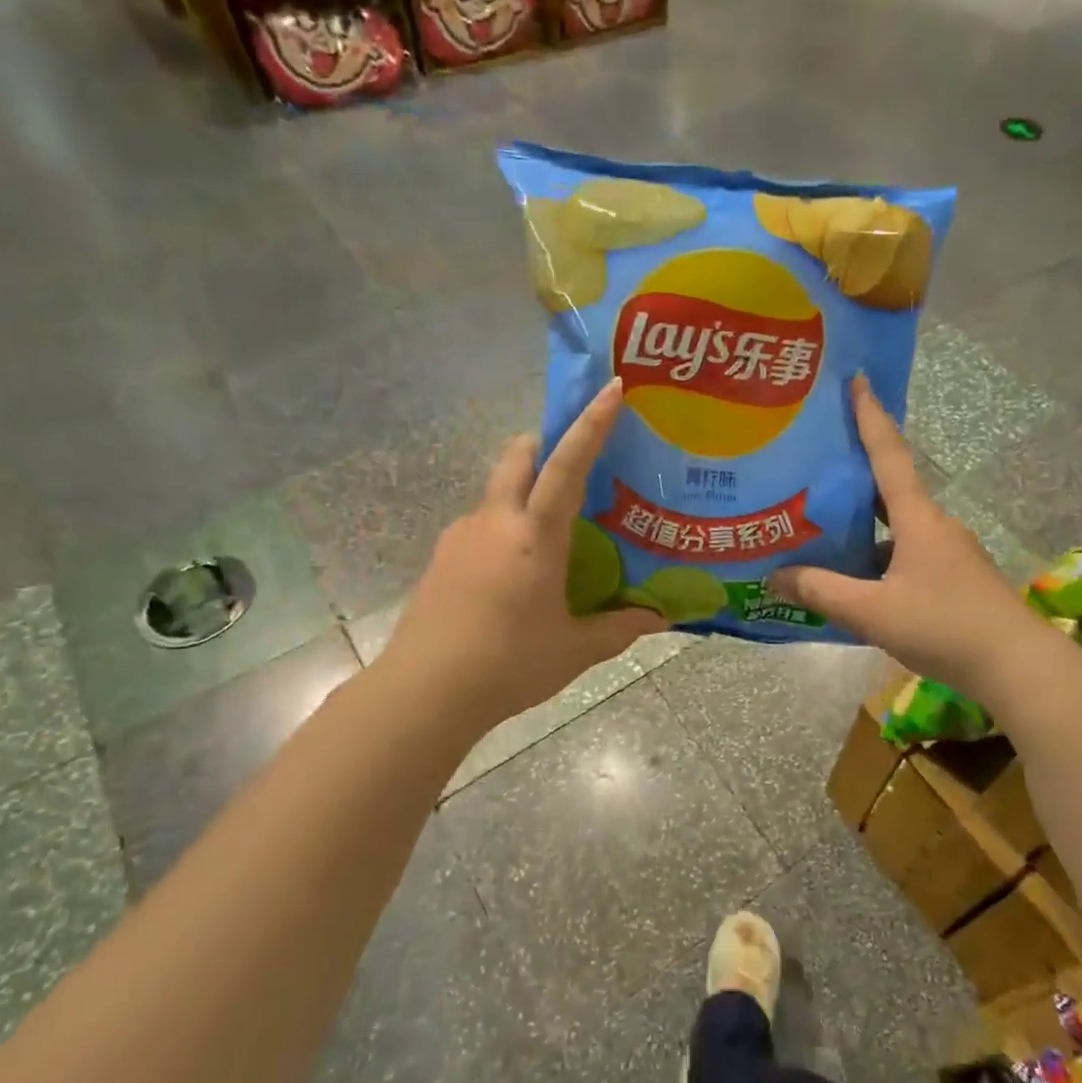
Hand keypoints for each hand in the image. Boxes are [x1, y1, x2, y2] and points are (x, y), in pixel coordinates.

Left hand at [382, 378, 666, 727]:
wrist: (422, 693)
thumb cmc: (507, 665)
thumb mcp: (574, 649)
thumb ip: (619, 628)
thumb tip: (659, 620)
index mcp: (534, 535)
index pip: (567, 464)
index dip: (592, 424)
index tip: (611, 389)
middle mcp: (495, 521)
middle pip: (517, 456)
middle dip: (544, 443)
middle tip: (574, 460)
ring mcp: (460, 536)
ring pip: (496, 491)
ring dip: (523, 490)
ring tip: (549, 533)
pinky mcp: (441, 558)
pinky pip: (480, 523)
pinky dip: (503, 526)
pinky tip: (515, 571)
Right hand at [770, 376, 1037, 701]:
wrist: (1018, 667)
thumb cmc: (944, 627)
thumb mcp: (873, 613)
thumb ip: (822, 592)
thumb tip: (775, 576)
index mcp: (917, 518)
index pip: (888, 454)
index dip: (870, 415)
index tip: (857, 379)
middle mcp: (935, 524)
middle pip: (889, 486)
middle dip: (855, 471)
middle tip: (815, 458)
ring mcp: (948, 551)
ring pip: (896, 525)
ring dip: (863, 521)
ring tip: (821, 523)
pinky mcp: (954, 576)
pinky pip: (906, 552)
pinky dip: (878, 554)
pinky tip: (855, 576)